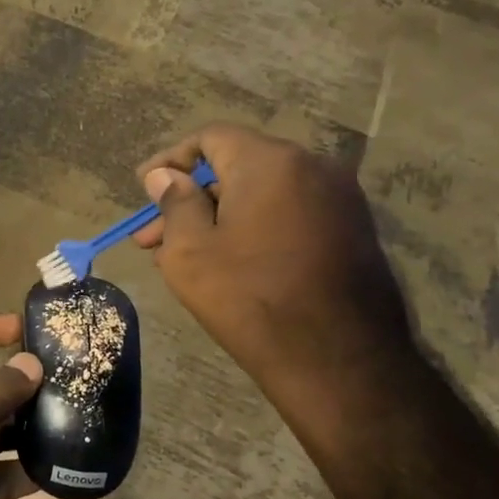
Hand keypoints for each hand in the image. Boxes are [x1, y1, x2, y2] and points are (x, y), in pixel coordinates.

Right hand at [134, 124, 413, 419]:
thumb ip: (174, 203)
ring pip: (264, 194)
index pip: (210, 138)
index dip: (170, 160)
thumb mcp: (191, 252)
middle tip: (154, 237)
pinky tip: (232, 264)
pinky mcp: (354, 231)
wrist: (339, 361)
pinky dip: (256, 228)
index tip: (144, 188)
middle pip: (237, 167)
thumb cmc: (251, 299)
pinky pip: (291, 214)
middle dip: (191, 198)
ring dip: (221, 216)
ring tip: (188, 256)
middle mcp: (313, 167)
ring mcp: (340, 199)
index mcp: (270, 162)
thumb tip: (164, 176)